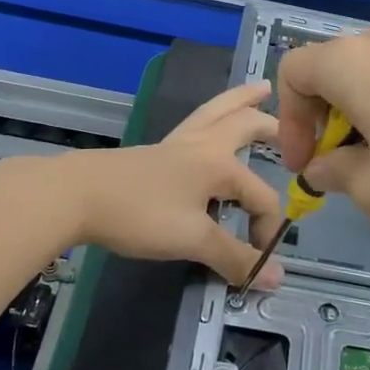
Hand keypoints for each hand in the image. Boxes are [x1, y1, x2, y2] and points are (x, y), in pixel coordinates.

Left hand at [62, 82, 285, 288]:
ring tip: (260, 89)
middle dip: (272, 126)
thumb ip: (235, 257)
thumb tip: (277, 279)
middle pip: (244, 124)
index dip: (267, 230)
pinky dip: (213, 117)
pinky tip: (206, 130)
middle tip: (294, 128)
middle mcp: (203, 145)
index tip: (258, 263)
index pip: (261, 196)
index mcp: (219, 164)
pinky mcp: (154, 151)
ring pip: (217, 112)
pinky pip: (195, 124)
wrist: (75, 195)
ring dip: (242, 101)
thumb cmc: (139, 213)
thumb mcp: (192, 239)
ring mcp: (176, 144)